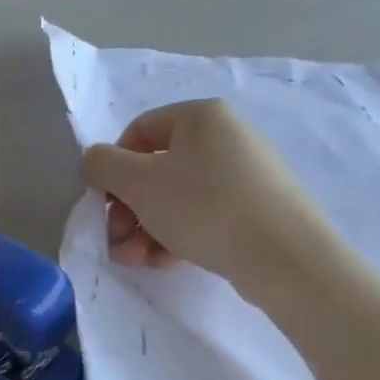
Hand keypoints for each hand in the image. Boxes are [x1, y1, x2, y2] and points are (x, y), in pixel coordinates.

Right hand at [80, 99, 343, 287]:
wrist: (284, 257)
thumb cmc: (204, 207)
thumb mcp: (139, 183)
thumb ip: (103, 165)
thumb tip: (95, 161)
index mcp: (201, 116)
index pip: (138, 131)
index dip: (114, 167)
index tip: (106, 203)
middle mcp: (226, 137)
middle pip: (156, 169)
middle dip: (129, 209)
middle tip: (119, 241)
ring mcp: (245, 174)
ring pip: (177, 198)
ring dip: (147, 229)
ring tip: (138, 261)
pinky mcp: (257, 209)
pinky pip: (204, 215)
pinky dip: (178, 235)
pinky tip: (165, 262)